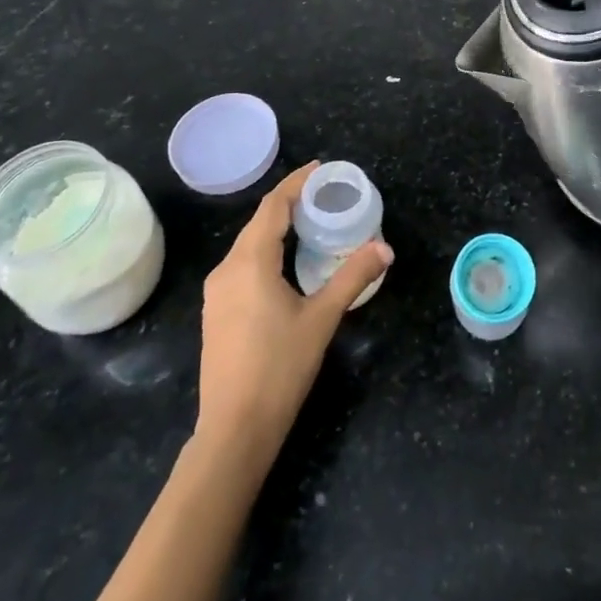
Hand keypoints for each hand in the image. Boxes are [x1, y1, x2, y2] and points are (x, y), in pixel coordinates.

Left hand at [196, 161, 392, 460]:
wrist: (233, 430)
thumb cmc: (279, 368)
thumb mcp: (322, 318)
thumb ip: (353, 277)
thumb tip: (385, 247)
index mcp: (250, 263)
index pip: (272, 208)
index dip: (295, 184)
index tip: (319, 170)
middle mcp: (226, 270)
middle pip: (258, 223)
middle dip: (288, 203)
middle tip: (322, 194)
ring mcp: (217, 293)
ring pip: (248, 245)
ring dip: (276, 228)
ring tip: (308, 223)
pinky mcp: (216, 312)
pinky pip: (242, 265)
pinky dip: (265, 251)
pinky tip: (285, 263)